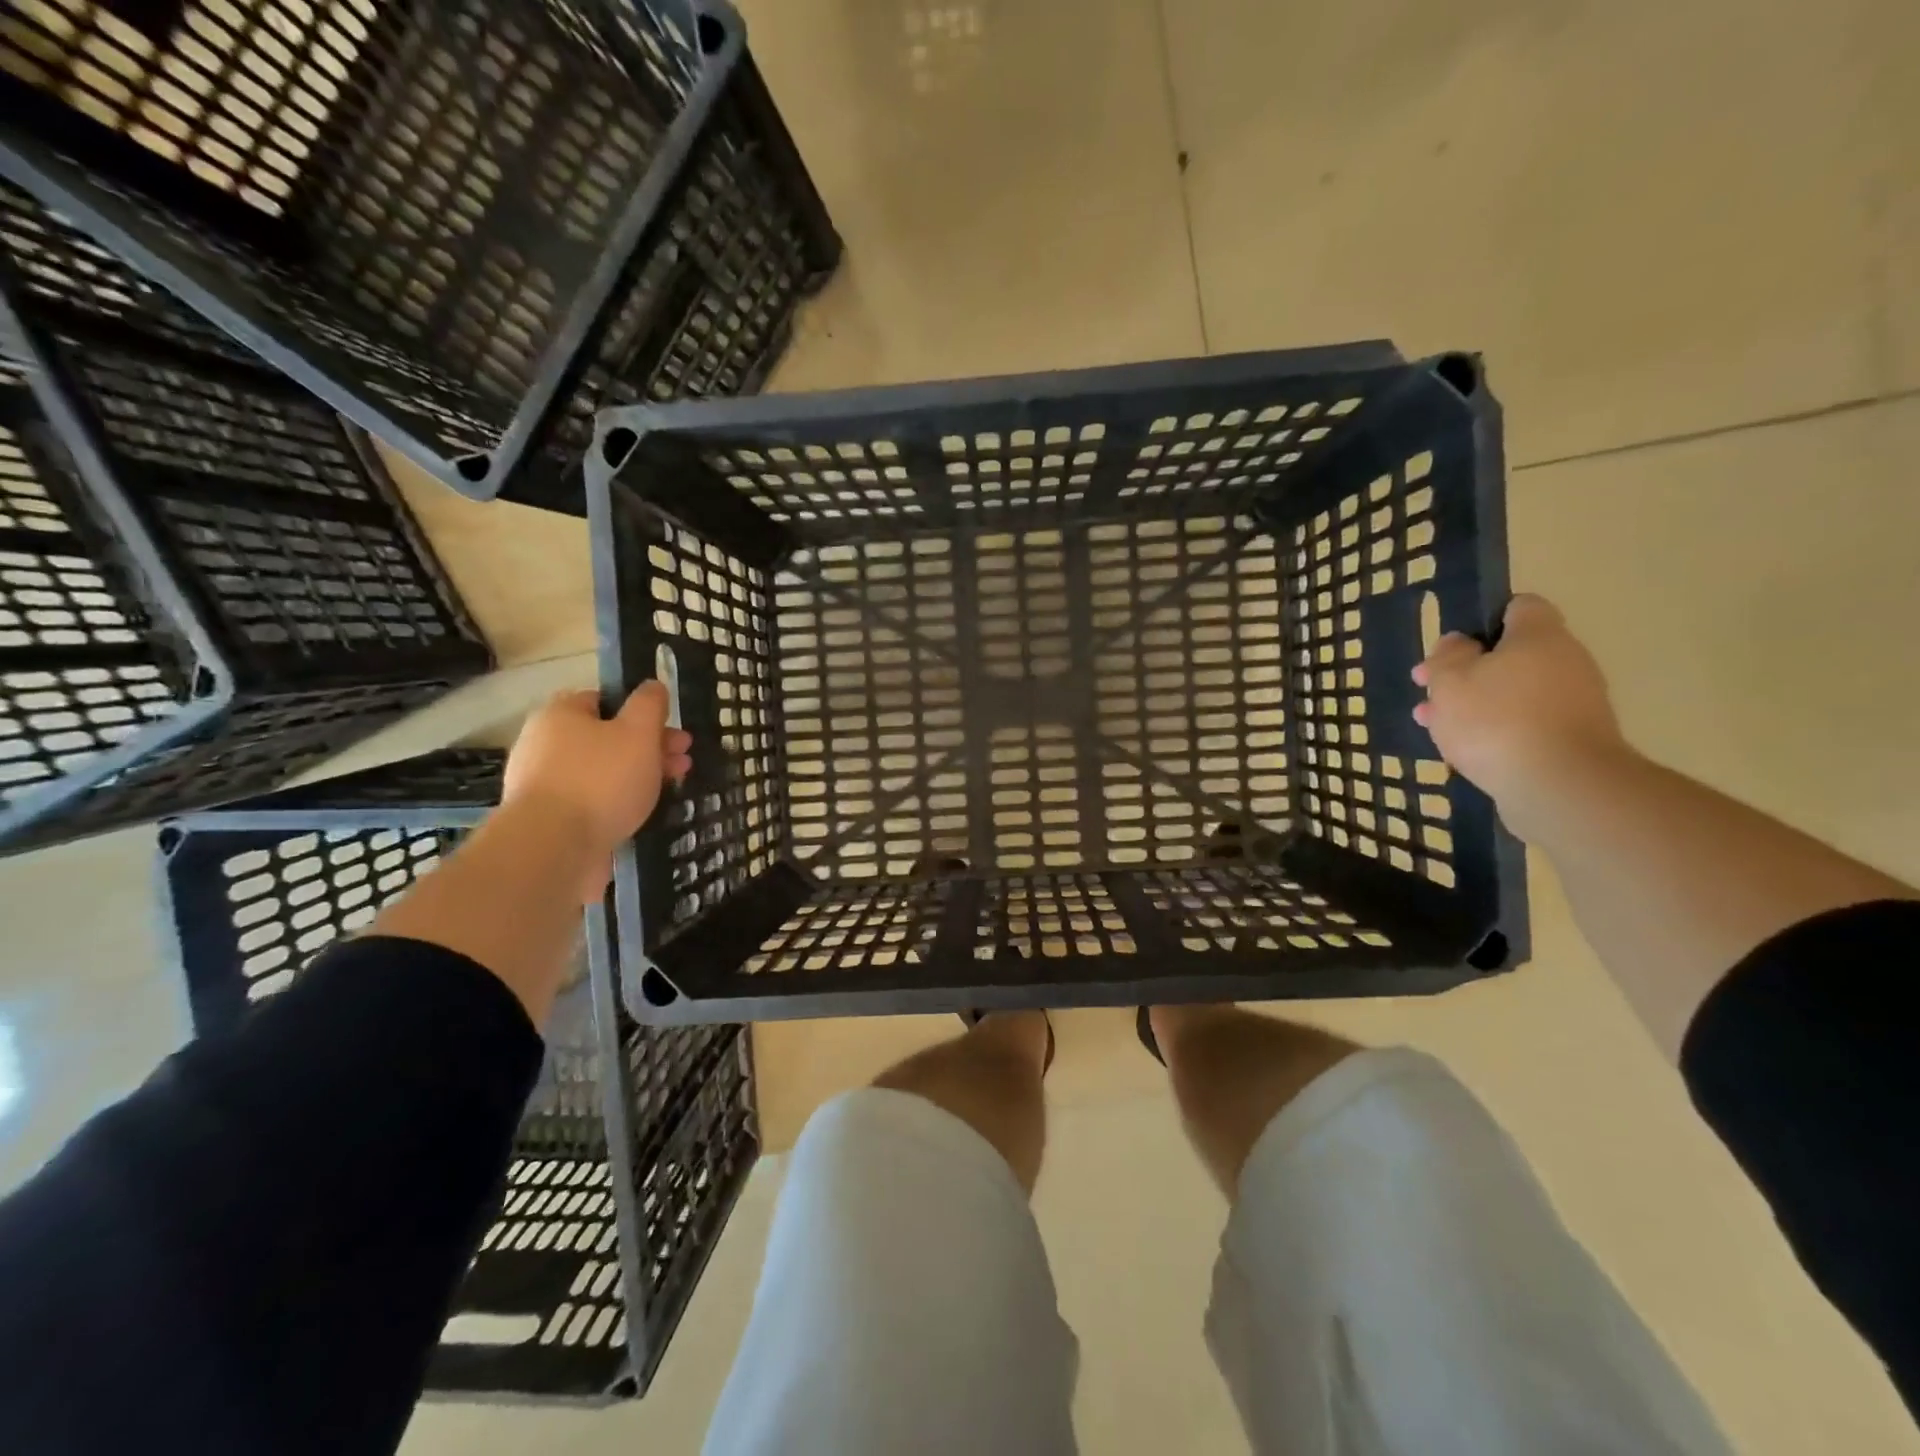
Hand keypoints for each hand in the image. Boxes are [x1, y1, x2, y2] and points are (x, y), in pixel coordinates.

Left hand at [502, 684, 692, 899]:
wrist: (553, 848)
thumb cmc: (601, 780)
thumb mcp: (639, 732)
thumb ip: (650, 705)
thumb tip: (653, 685)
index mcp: (561, 714)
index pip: (605, 700)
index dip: (642, 713)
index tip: (672, 732)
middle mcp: (544, 744)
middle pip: (607, 738)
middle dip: (649, 748)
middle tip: (683, 764)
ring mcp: (543, 784)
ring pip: (602, 772)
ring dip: (638, 777)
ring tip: (670, 792)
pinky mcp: (549, 820)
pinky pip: (591, 802)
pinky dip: (616, 805)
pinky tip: (639, 815)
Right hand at [1411, 595, 1627, 832]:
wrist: (1559, 785)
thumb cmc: (1495, 720)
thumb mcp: (1450, 680)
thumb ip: (1447, 656)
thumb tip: (1459, 643)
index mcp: (1539, 636)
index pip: (1519, 607)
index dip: (1483, 619)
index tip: (1452, 645)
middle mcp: (1566, 662)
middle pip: (1511, 655)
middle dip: (1466, 671)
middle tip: (1428, 689)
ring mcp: (1574, 703)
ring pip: (1512, 692)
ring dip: (1473, 704)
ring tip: (1432, 723)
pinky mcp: (1571, 740)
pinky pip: (1524, 723)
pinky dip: (1495, 730)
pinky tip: (1462, 748)